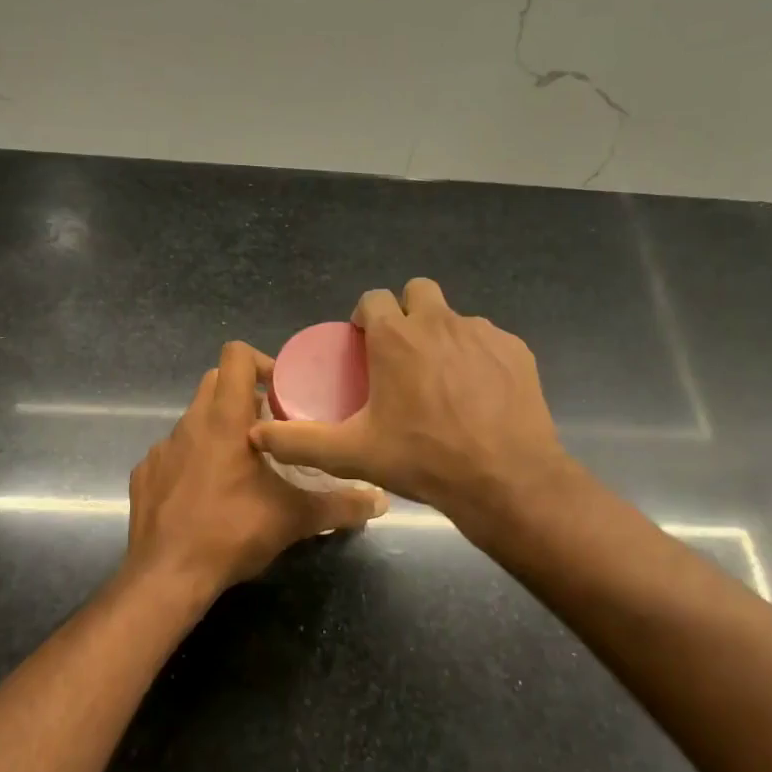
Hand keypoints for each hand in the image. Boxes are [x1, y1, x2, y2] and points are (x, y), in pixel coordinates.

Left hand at [125, 342, 386, 601]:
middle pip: (215, 382)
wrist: (166, 576)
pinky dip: (191, 461)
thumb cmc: (231, 532)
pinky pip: (173, 452)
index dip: (260, 362)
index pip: (235, 356)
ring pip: (193, 418)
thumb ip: (339, 506)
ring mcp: (161, 448)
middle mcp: (190, 423)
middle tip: (270, 428)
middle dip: (243, 394)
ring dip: (218, 430)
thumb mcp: (293, 519)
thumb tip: (380, 501)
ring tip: (241, 466)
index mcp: (225, 420)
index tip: (281, 392)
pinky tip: (205, 494)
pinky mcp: (144, 473)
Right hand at [248, 278, 574, 533]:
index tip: (364, 344)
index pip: (373, 298)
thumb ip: (300, 442)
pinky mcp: (515, 349)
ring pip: (454, 317)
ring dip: (441, 336)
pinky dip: (477, 356)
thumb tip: (256, 435)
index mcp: (396, 337)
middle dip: (406, 313)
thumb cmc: (423, 459)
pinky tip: (477, 393)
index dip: (365, 316)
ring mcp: (482, 333)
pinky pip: (488, 340)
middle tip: (402, 354)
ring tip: (440, 379)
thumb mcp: (353, 454)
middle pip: (417, 291)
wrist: (506, 480)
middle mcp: (439, 322)